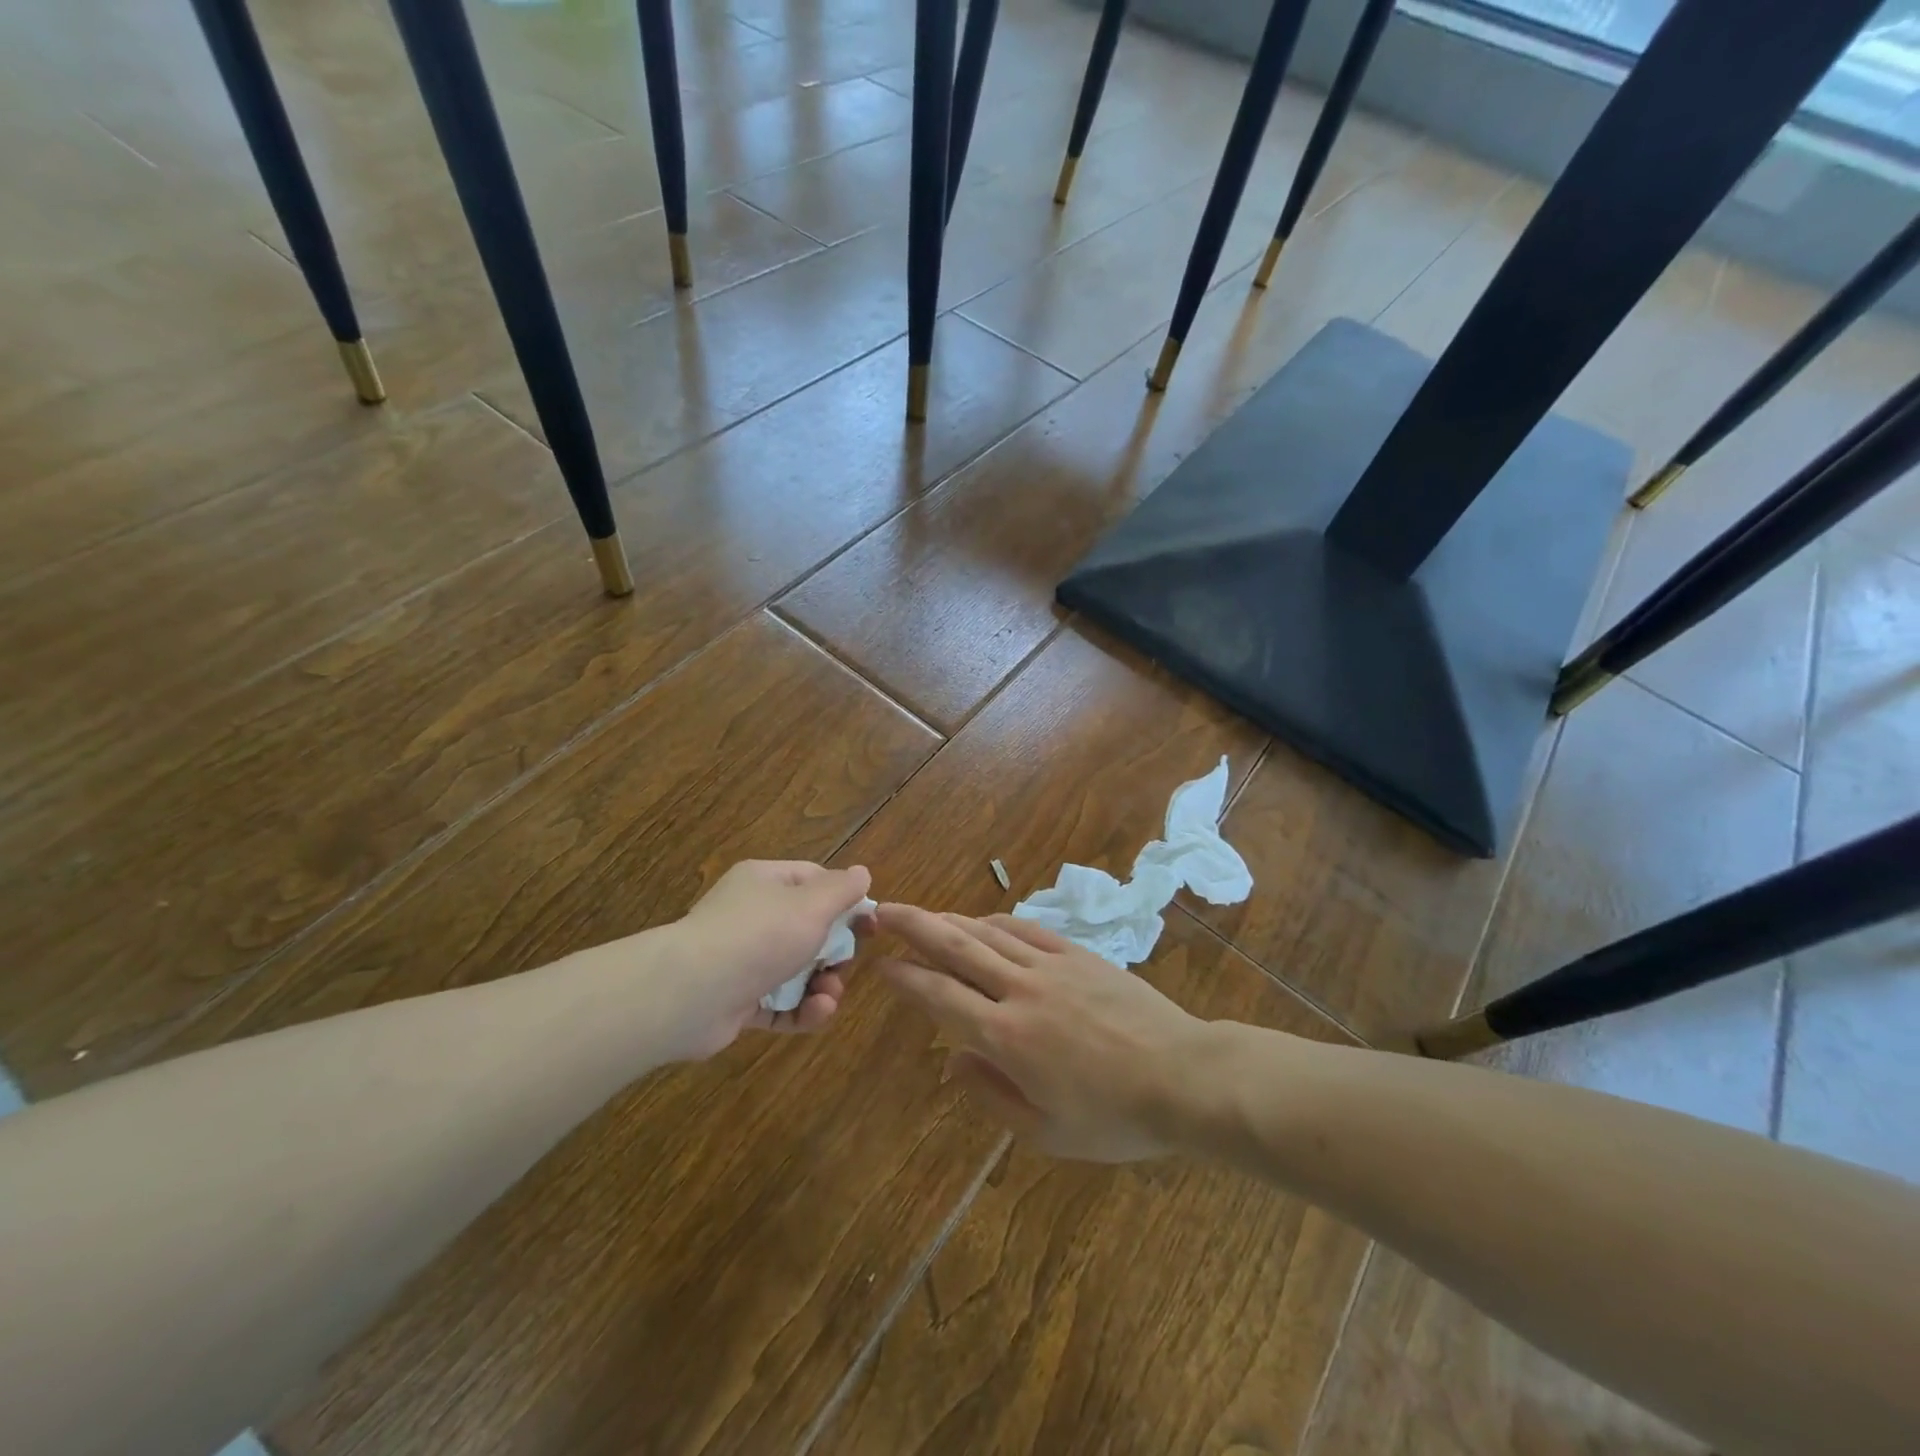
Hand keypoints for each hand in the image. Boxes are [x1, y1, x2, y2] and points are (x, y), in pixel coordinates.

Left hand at [657, 861, 874, 1058]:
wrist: (691, 993)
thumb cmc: (759, 935)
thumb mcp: (812, 904)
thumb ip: (842, 889)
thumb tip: (862, 873)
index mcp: (764, 882)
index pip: (813, 881)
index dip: (844, 901)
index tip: (869, 925)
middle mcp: (750, 916)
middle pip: (807, 930)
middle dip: (834, 952)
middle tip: (844, 966)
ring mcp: (741, 960)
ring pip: (795, 970)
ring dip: (821, 985)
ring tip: (829, 997)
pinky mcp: (736, 1001)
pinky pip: (778, 1003)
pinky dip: (800, 1010)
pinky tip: (815, 1013)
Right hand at [874, 904, 1211, 1161]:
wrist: (1183, 1076)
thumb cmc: (1114, 1117)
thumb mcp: (1045, 1131)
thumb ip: (990, 1094)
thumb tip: (952, 1060)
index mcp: (1007, 1036)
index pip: (940, 995)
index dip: (906, 977)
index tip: (882, 965)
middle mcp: (1020, 990)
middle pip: (956, 947)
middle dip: (914, 926)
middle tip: (882, 910)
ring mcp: (1051, 966)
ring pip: (988, 931)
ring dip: (950, 920)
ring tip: (924, 915)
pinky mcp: (1078, 954)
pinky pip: (1027, 929)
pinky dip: (996, 922)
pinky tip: (983, 921)